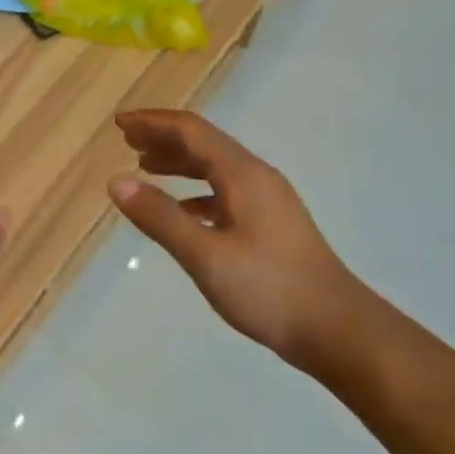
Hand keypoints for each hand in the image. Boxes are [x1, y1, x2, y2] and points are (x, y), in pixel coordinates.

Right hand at [107, 109, 375, 370]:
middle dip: (163, 137)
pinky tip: (180, 210)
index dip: (153, 122)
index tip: (119, 123)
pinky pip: (225, 192)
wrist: (338, 330)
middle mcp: (256, 177)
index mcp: (242, 174)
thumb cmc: (268, 289)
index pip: (191, 131)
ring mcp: (268, 200)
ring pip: (215, 167)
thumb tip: (116, 181)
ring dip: (179, 162)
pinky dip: (195, 191)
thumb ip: (159, 217)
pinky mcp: (271, 224)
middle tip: (126, 140)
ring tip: (145, 166)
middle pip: (204, 143)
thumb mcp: (205, 255)